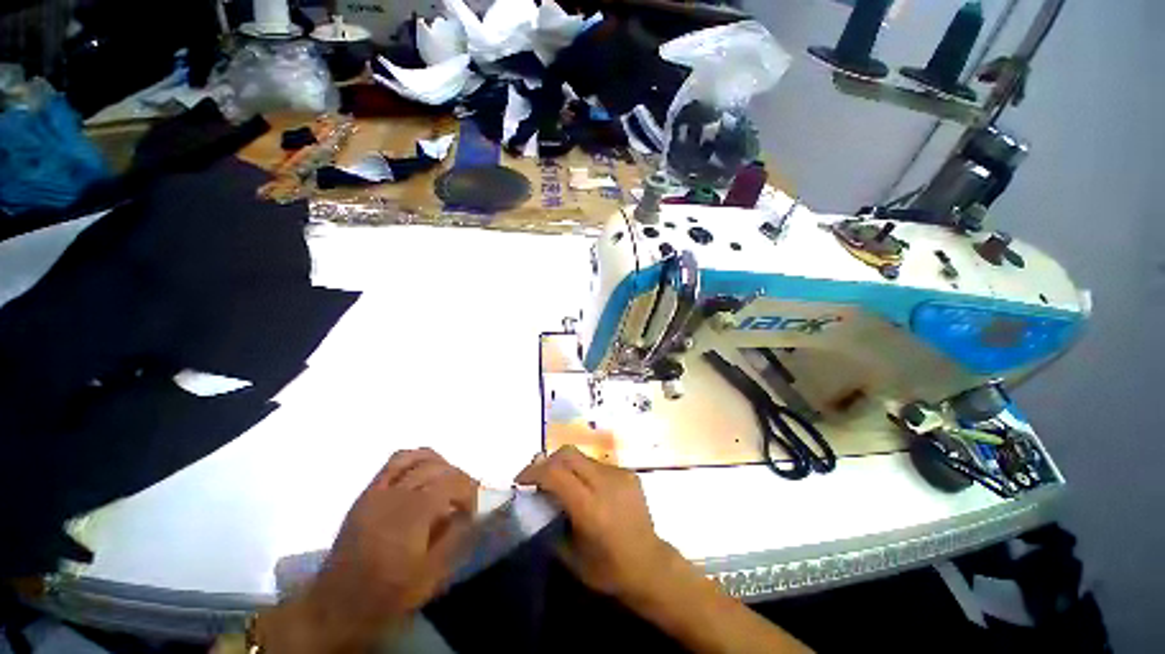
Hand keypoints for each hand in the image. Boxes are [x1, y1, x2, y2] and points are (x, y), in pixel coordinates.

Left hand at [259, 448, 477, 652]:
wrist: (337, 605)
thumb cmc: (388, 594)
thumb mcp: (430, 576)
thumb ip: (455, 538)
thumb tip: (469, 514)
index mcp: (414, 513)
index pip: (453, 482)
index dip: (469, 490)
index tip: (473, 510)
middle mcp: (398, 493)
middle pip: (438, 468)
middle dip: (458, 478)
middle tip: (464, 499)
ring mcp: (379, 490)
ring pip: (418, 458)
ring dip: (440, 464)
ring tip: (446, 482)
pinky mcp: (367, 493)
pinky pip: (394, 462)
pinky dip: (415, 459)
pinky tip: (422, 472)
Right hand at [515, 446, 679, 604]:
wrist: (650, 565)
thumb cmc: (608, 570)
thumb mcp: (569, 556)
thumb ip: (549, 523)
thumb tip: (533, 500)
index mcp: (590, 508)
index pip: (555, 473)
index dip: (533, 471)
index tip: (520, 482)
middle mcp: (605, 483)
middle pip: (567, 453)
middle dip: (547, 461)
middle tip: (537, 478)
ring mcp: (620, 474)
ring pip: (582, 456)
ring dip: (565, 466)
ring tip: (560, 485)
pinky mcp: (628, 472)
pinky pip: (597, 463)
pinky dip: (583, 471)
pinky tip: (585, 489)